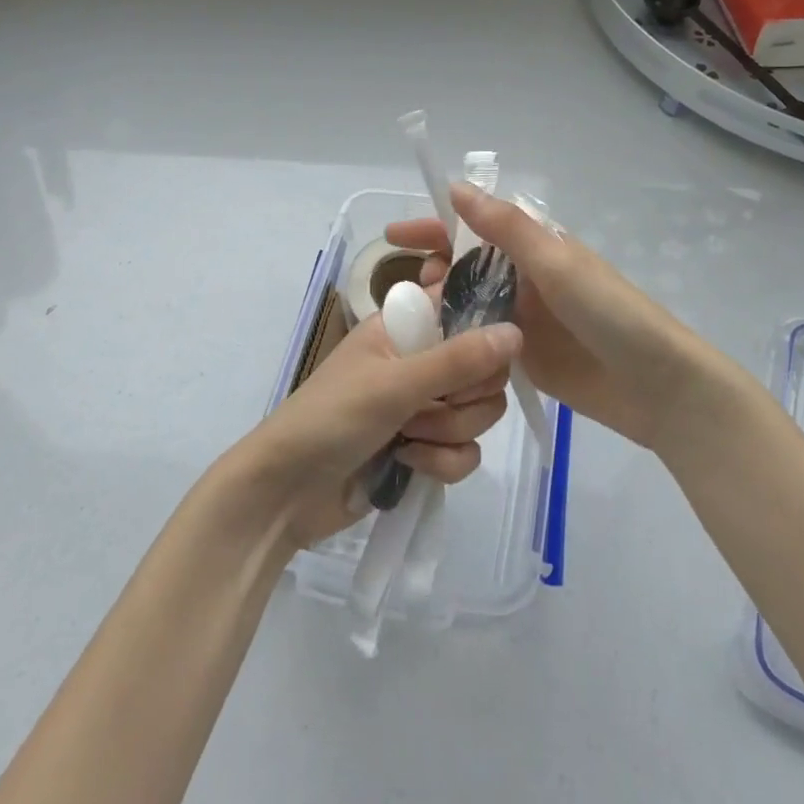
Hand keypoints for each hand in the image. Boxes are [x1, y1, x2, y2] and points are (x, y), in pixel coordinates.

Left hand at [227, 312, 517, 549]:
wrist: (285, 494)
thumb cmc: (331, 418)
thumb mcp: (395, 384)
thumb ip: (458, 360)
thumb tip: (518, 332)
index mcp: (406, 327)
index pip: (466, 309)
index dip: (484, 330)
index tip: (484, 355)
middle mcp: (420, 360)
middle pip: (484, 368)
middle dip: (463, 397)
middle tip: (426, 405)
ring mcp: (423, 406)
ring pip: (479, 412)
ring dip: (448, 432)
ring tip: (407, 438)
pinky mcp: (426, 449)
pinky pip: (466, 451)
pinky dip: (442, 461)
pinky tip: (409, 464)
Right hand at [386, 183, 726, 450]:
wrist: (658, 387)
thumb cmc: (611, 314)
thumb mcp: (558, 263)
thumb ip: (506, 228)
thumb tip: (455, 188)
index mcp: (537, 247)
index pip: (475, 226)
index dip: (435, 226)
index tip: (393, 234)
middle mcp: (527, 278)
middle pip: (467, 266)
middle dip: (435, 269)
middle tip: (413, 290)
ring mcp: (524, 319)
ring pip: (470, 304)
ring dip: (442, 306)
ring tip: (417, 322)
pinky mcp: (525, 357)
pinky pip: (481, 340)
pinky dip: (457, 340)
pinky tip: (433, 351)